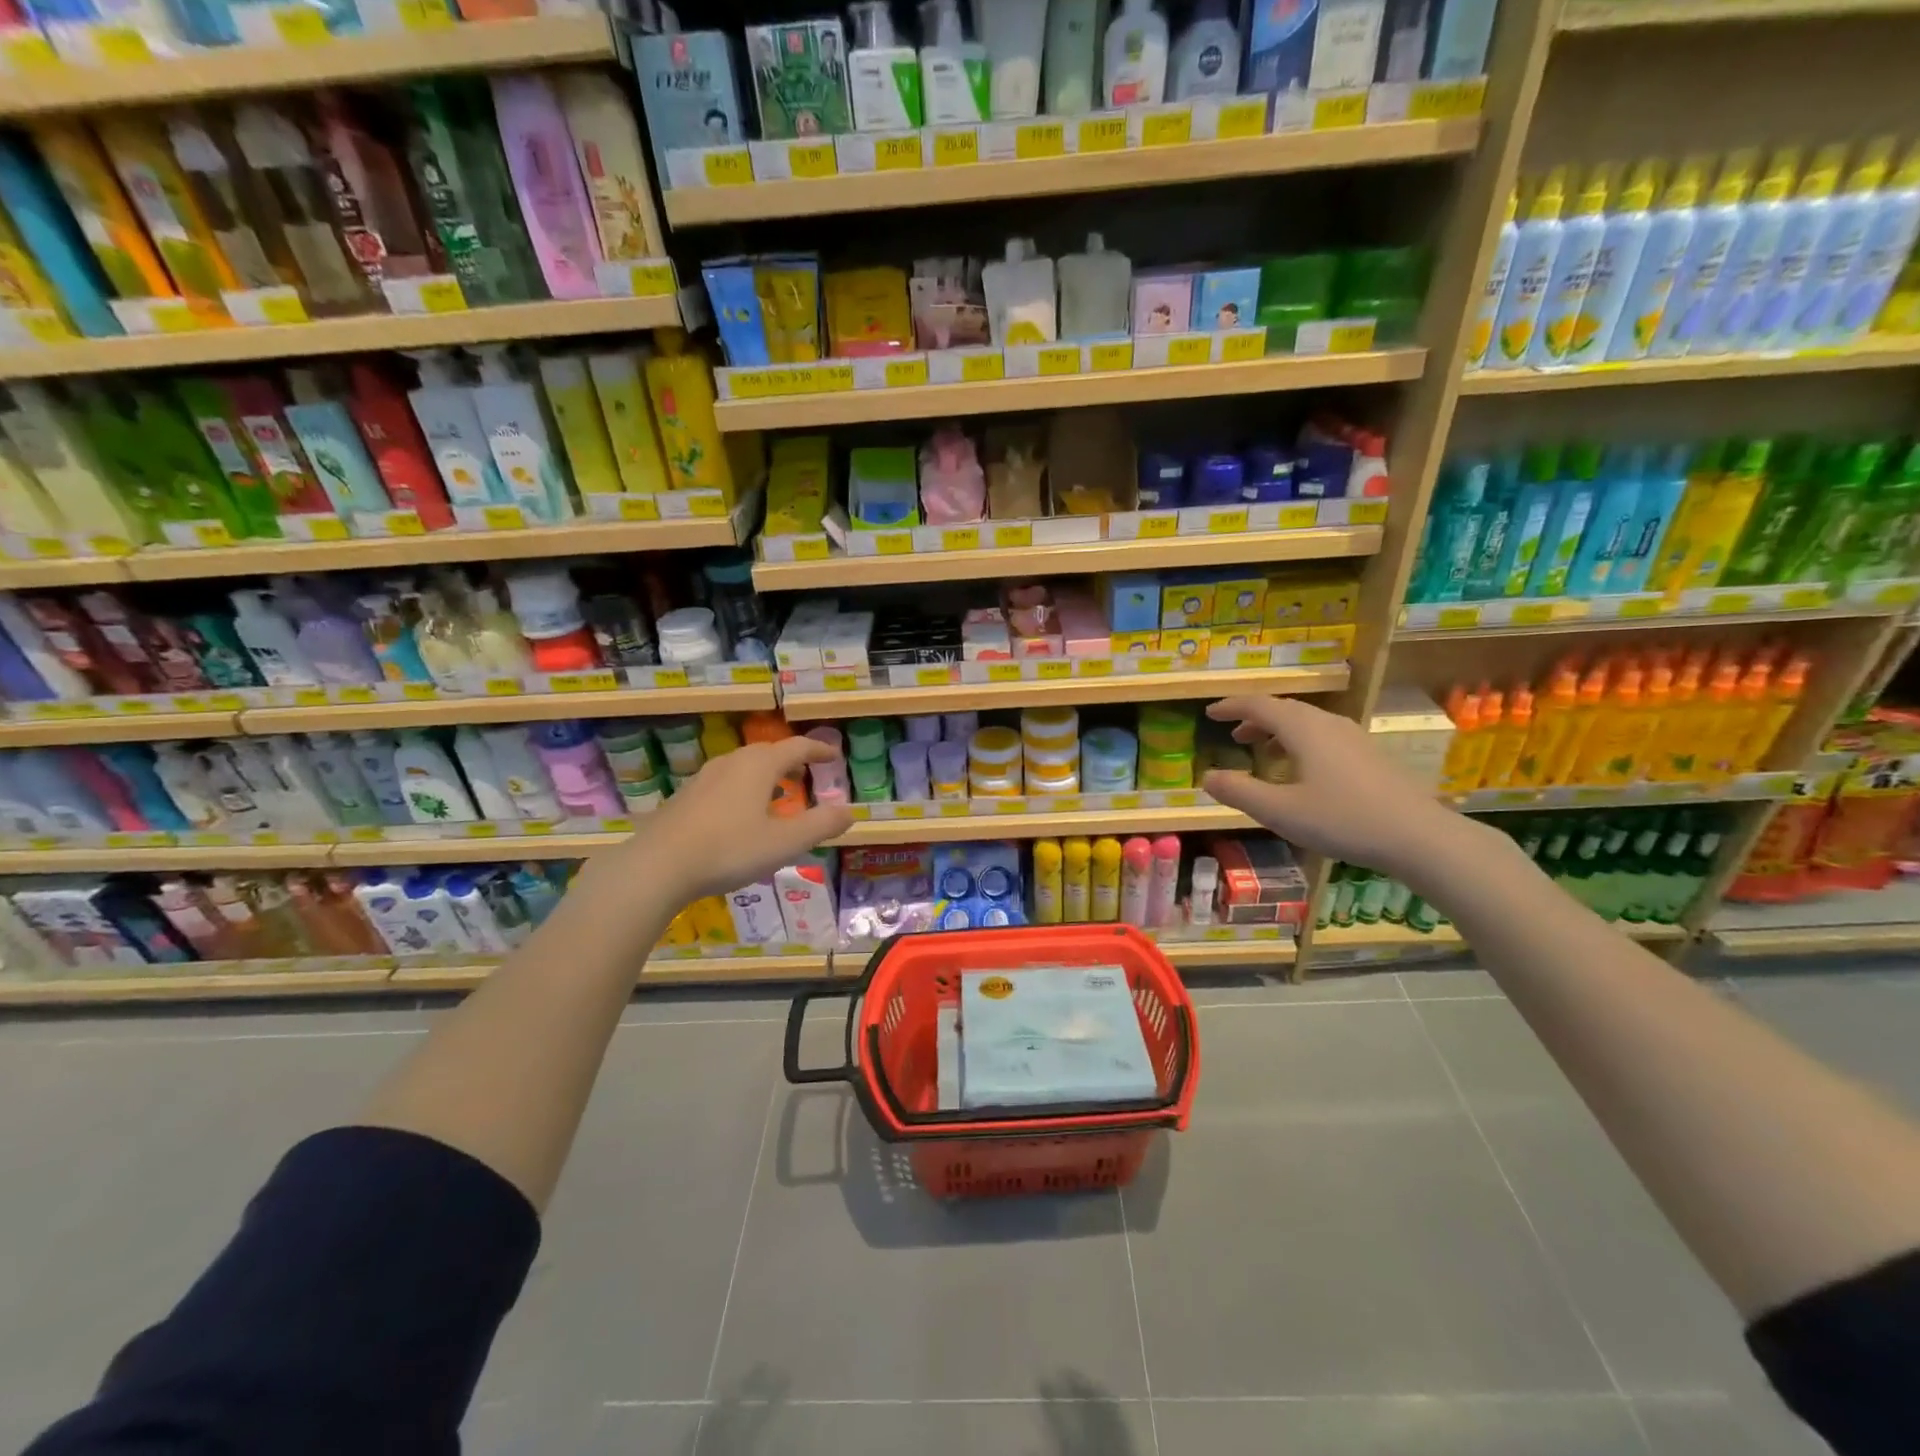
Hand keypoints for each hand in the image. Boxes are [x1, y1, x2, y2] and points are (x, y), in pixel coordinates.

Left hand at [600, 738, 852, 906]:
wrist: (657, 866)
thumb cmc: (729, 850)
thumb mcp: (785, 843)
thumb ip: (821, 825)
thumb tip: (849, 812)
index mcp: (759, 766)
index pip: (796, 747)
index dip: (818, 750)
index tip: (834, 756)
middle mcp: (731, 763)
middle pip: (767, 752)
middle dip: (790, 760)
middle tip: (806, 774)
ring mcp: (703, 779)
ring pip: (742, 766)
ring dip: (765, 774)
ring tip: (776, 793)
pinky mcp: (684, 798)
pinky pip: (724, 783)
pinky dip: (743, 788)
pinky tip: (740, 814)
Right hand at [1200, 696, 1476, 887]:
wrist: (1419, 836)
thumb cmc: (1342, 820)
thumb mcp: (1280, 812)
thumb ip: (1239, 792)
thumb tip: (1207, 776)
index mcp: (1303, 729)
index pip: (1259, 705)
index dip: (1231, 707)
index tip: (1210, 714)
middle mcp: (1328, 724)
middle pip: (1284, 710)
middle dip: (1254, 719)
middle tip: (1233, 735)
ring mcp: (1354, 738)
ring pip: (1307, 722)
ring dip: (1278, 731)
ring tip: (1262, 750)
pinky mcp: (1370, 756)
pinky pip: (1324, 736)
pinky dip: (1300, 742)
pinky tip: (1302, 770)